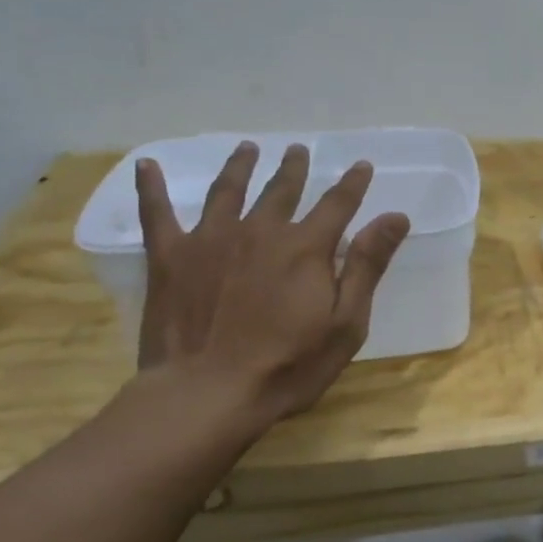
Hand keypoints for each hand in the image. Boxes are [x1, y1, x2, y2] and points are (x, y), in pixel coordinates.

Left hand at [134, 142, 409, 428]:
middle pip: (282, 190)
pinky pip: (157, 212)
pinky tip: (148, 166)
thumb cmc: (288, 365)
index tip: (361, 165)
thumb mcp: (346, 322)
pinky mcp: (169, 257)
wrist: (207, 393)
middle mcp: (260, 230)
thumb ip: (367, 265)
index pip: (337, 204)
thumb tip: (394, 217)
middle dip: (294, 168)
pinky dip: (152, 187)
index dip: (352, 183)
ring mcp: (210, 239)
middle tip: (299, 150)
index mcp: (306, 247)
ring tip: (248, 148)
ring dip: (241, 166)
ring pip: (228, 191)